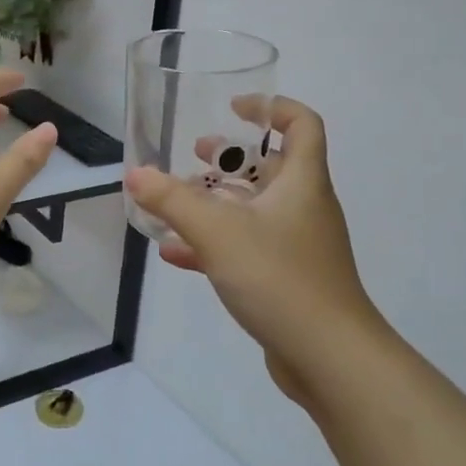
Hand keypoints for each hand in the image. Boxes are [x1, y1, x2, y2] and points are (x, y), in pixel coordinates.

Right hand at [124, 97, 377, 408]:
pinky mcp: (286, 279)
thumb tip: (135, 174)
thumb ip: (172, 200)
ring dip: (218, 200)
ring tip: (177, 199)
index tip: (235, 107)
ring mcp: (297, 245)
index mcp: (302, 182)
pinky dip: (215, 243)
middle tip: (195, 155)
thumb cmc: (279, 277)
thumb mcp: (217, 231)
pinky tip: (176, 253)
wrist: (329, 357)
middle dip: (232, 157)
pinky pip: (247, 248)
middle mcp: (304, 207)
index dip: (272, 107)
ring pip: (255, 209)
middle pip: (272, 166)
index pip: (301, 124)